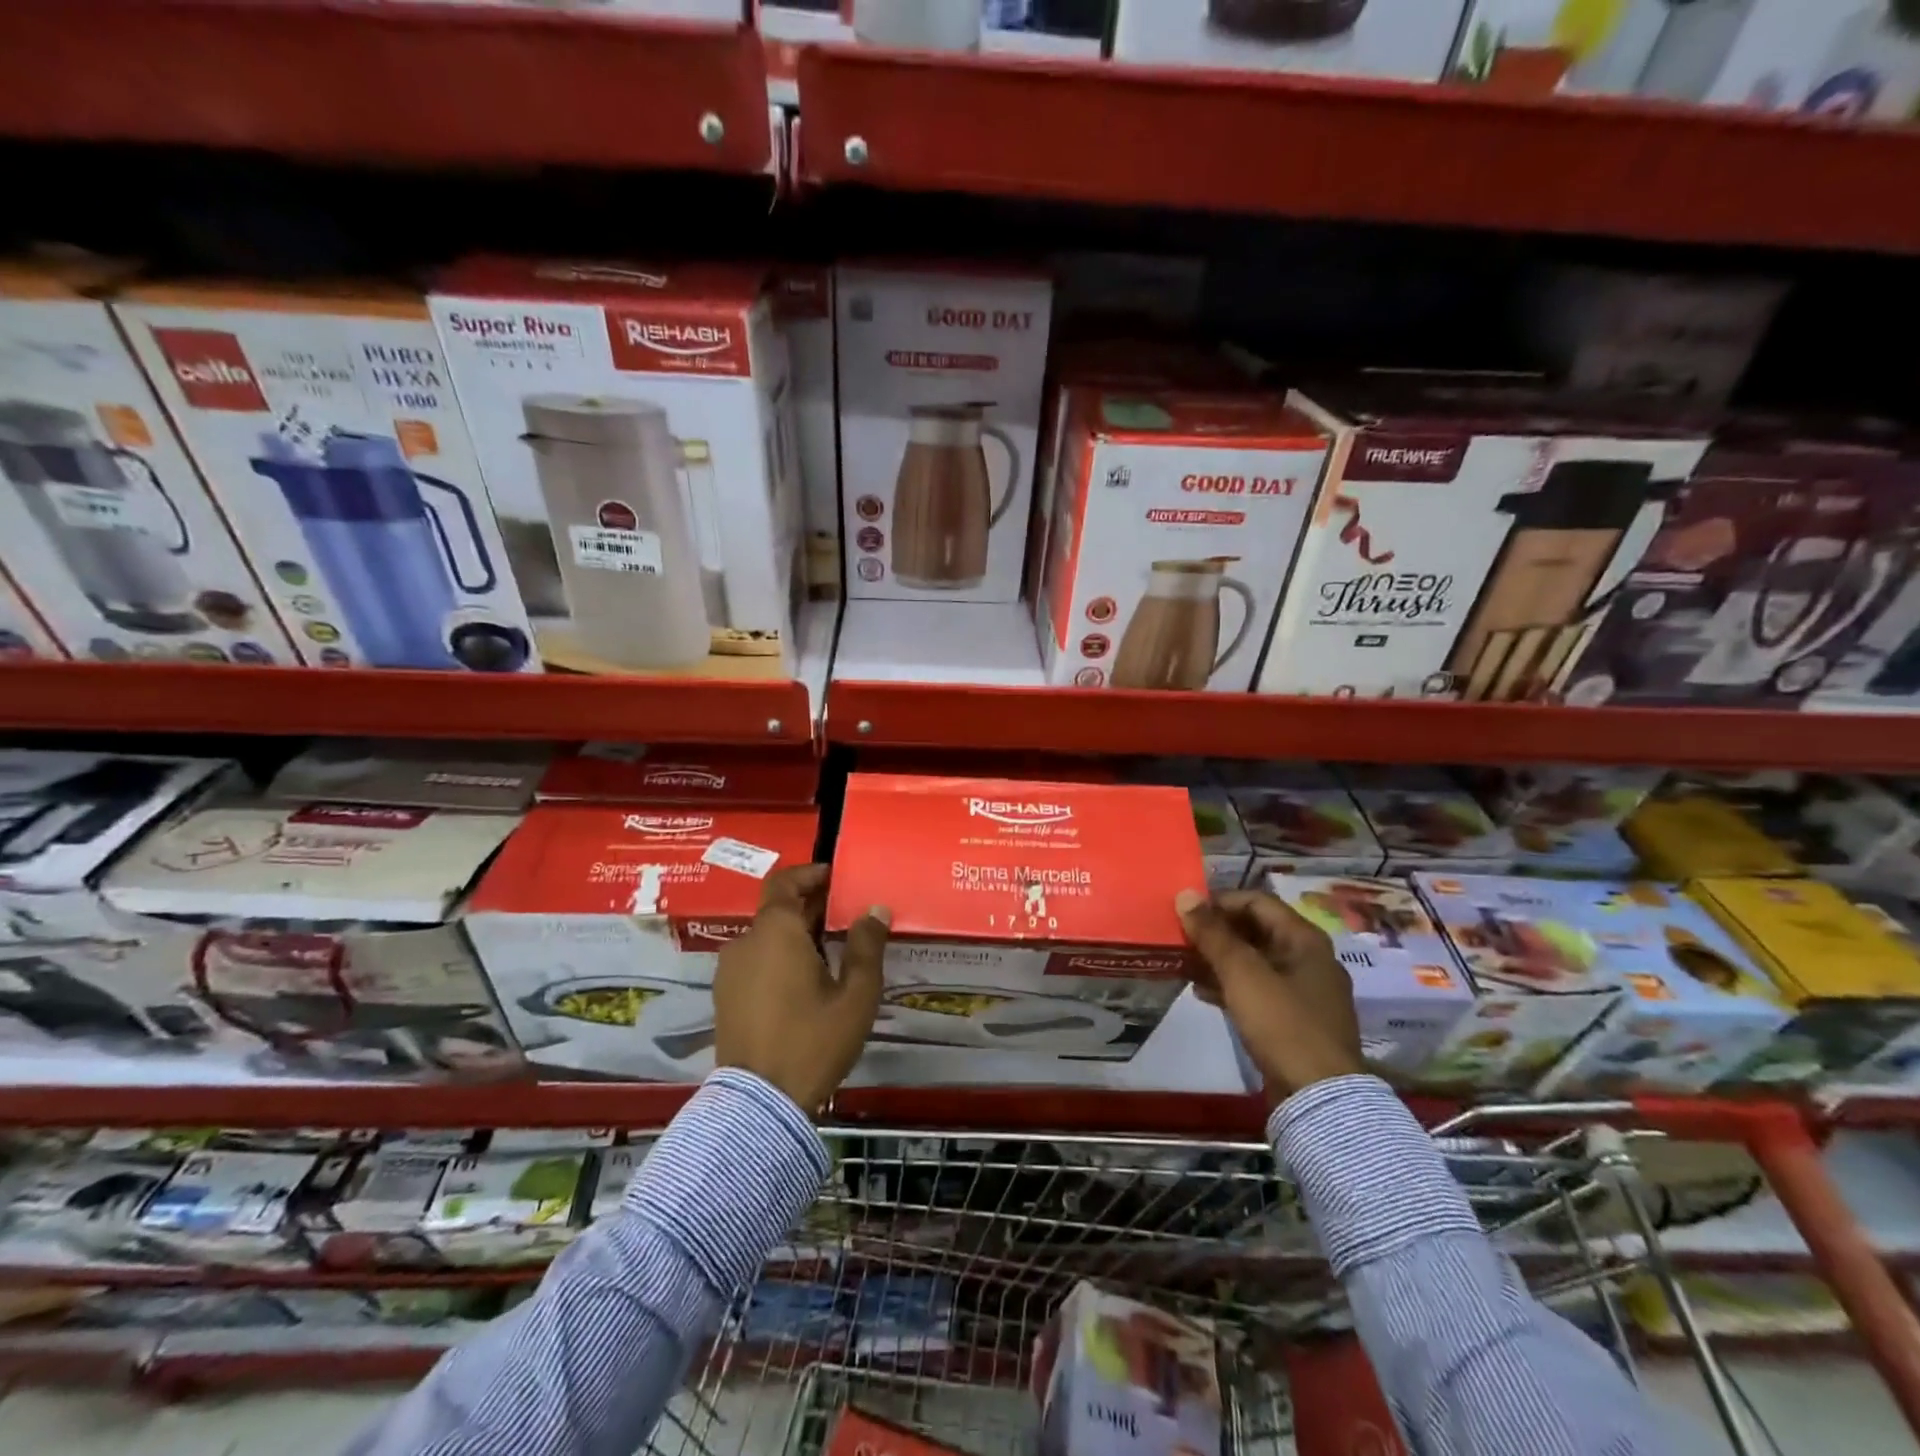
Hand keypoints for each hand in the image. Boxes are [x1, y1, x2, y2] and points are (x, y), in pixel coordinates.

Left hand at [714, 864, 890, 1114]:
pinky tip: (804, 980)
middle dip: (810, 906)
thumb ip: (866, 946)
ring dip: (794, 933)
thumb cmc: (813, 1040)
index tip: (837, 878)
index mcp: (775, 931)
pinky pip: (755, 960)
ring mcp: (729, 971)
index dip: (811, 874)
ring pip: (765, 936)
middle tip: (845, 915)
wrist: (760, 1103)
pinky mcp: (725, 997)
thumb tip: (875, 910)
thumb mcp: (855, 995)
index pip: (785, 882)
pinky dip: (778, 957)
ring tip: (830, 950)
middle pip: (776, 908)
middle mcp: (746, 942)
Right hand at [1174, 888, 1363, 1101]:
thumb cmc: (1282, 1023)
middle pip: (1255, 930)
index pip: (1257, 901)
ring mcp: (1302, 991)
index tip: (1186, 912)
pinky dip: (1229, 985)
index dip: (1220, 902)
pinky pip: (1256, 989)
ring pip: (1253, 961)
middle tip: (1180, 938)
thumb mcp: (1242, 974)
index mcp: (1304, 939)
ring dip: (1218, 959)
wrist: (1319, 1097)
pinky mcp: (1293, 1020)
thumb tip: (1185, 895)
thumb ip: (1212, 933)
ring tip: (1184, 964)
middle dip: (1216, 932)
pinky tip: (1201, 993)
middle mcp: (1308, 959)